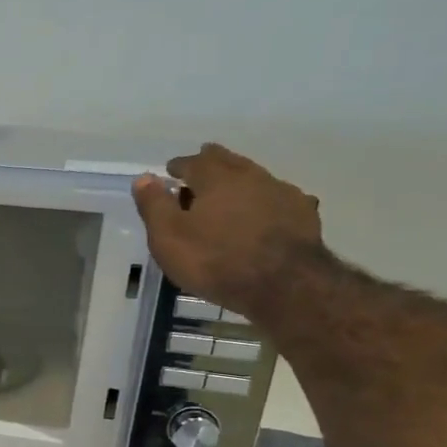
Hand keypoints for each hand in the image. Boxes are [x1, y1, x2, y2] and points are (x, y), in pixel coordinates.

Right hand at [132, 144, 325, 316]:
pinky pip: (277, 198)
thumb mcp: (168, 237)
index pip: (193, 162)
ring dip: (239, 181)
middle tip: (200, 171)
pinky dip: (264, 200)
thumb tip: (144, 178)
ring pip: (254, 177)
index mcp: (215, 178)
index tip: (171, 171)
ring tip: (229, 193)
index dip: (179, 166)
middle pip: (228, 161)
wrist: (284, 284)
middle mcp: (250, 175)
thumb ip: (154, 205)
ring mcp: (281, 192)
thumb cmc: (214, 260)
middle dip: (211, 163)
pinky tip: (264, 212)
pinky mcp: (303, 214)